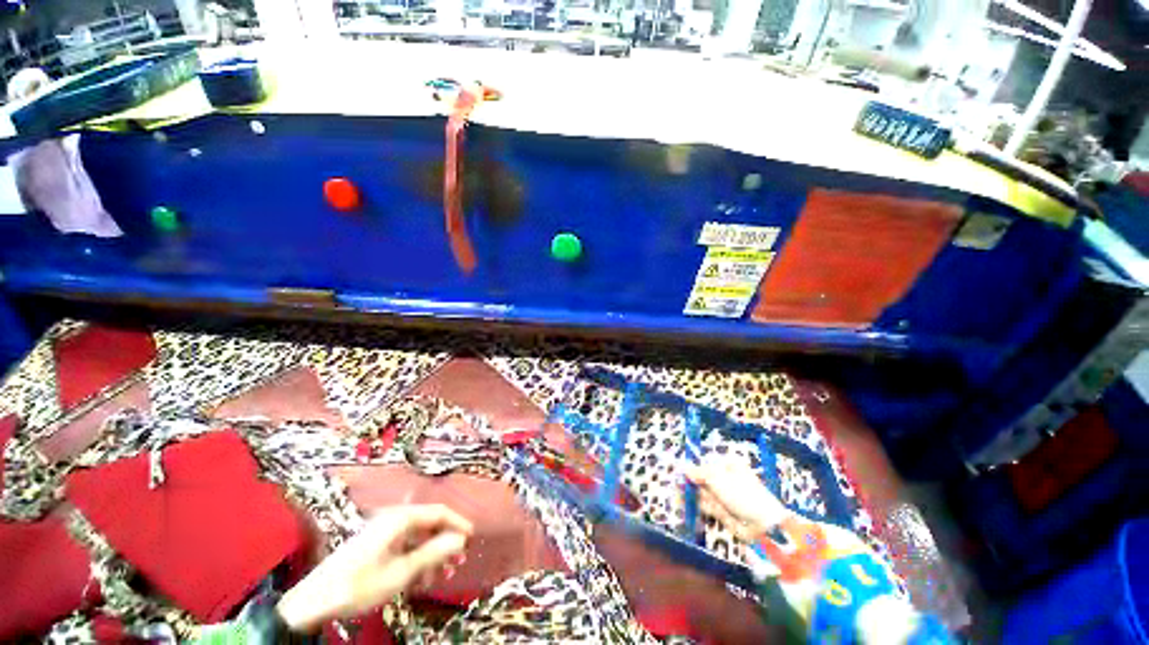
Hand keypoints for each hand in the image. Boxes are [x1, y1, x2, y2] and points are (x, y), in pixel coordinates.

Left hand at [277, 504, 473, 632]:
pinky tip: (419, 580)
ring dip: (431, 555)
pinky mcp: (375, 544)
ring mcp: (383, 531)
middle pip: (429, 524)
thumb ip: (433, 553)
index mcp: (400, 518)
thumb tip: (461, 539)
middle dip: (444, 543)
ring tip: (439, 577)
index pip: (439, 512)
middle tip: (457, 562)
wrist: (313, 602)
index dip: (458, 523)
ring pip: (417, 537)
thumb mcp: (401, 573)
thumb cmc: (359, 585)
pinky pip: (404, 546)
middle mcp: (393, 518)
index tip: (472, 537)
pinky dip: (415, 560)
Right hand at [686, 455, 788, 540]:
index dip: (694, 469)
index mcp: (727, 466)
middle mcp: (726, 479)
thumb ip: (698, 472)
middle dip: (693, 485)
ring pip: (703, 494)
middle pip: (702, 479)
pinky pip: (709, 507)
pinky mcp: (724, 512)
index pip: (705, 464)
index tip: (682, 474)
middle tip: (681, 489)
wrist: (762, 525)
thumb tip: (683, 467)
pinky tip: (708, 510)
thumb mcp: (717, 478)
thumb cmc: (742, 493)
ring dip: (700, 498)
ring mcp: (725, 496)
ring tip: (702, 502)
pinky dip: (706, 509)